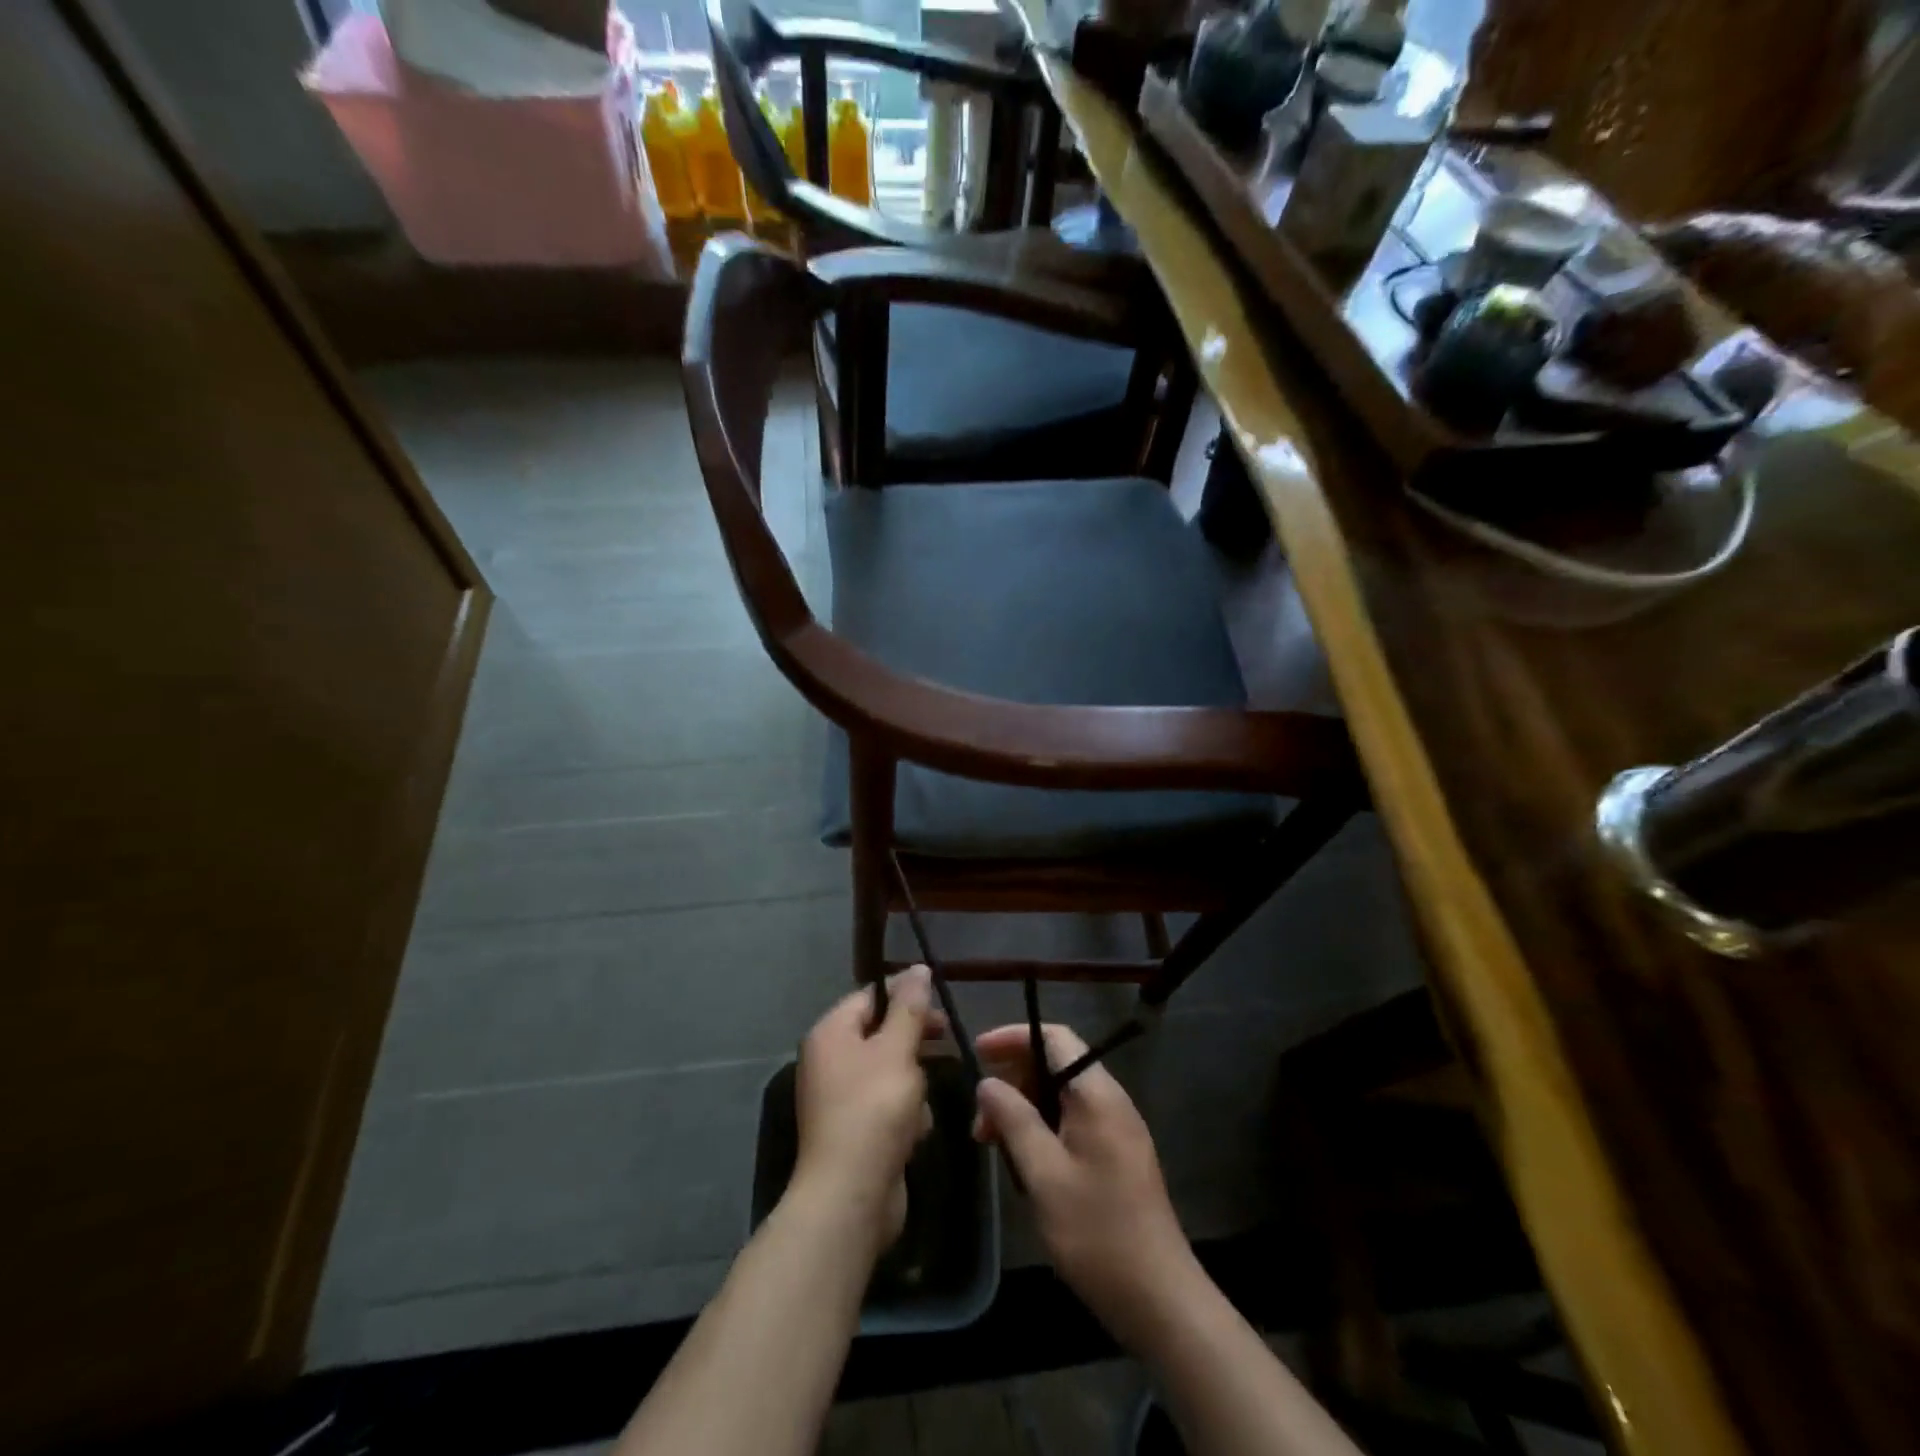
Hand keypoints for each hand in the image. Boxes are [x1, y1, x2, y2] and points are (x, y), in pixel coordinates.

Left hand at [792, 966, 939, 1251]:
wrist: (850, 1196)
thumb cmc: (874, 1109)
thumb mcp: (897, 1049)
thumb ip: (910, 1007)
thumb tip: (917, 968)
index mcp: (831, 1033)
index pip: (870, 996)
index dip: (905, 995)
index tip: (940, 1004)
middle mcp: (829, 1061)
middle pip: (881, 1033)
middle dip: (914, 1043)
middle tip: (945, 1041)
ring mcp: (840, 1098)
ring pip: (891, 1071)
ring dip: (913, 1085)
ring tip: (919, 1105)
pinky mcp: (854, 1131)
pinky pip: (887, 1106)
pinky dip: (905, 1116)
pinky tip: (914, 1133)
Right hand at [972, 1023, 1201, 1348]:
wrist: (1160, 1299)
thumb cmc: (1097, 1232)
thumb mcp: (1043, 1174)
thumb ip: (1013, 1119)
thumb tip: (987, 1082)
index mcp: (1097, 1094)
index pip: (1055, 1037)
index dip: (1013, 1037)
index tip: (977, 1053)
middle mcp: (1110, 1100)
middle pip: (1055, 1064)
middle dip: (1013, 1081)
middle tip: (980, 1121)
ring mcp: (1117, 1128)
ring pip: (1061, 1096)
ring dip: (1024, 1110)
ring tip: (994, 1146)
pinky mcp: (1117, 1155)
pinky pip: (1072, 1121)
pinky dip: (1042, 1129)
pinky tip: (1024, 1163)